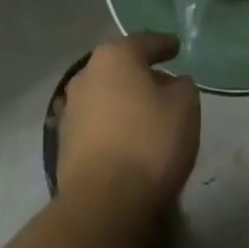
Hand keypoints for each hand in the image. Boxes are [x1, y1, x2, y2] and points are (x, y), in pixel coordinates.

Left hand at [58, 32, 201, 214]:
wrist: (102, 205)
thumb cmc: (149, 142)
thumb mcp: (185, 106)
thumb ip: (182, 86)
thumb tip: (172, 85)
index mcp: (115, 56)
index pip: (145, 42)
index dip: (163, 44)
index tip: (177, 47)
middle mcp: (87, 75)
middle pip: (121, 67)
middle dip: (141, 73)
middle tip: (164, 83)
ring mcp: (71, 110)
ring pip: (106, 96)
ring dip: (124, 101)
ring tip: (146, 115)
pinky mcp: (64, 145)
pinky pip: (96, 124)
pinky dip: (112, 126)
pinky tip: (127, 139)